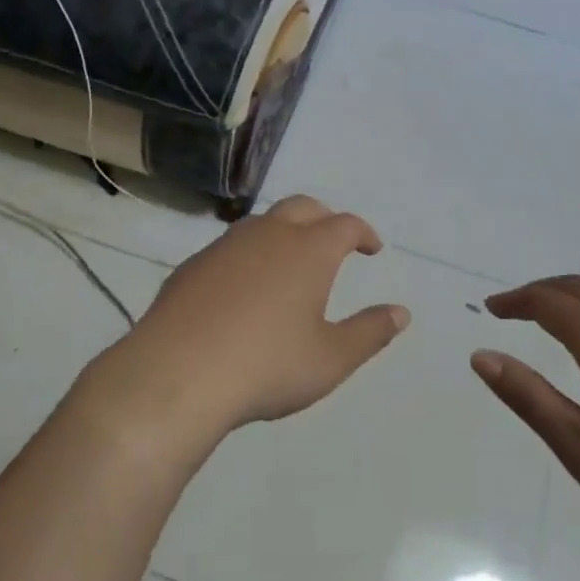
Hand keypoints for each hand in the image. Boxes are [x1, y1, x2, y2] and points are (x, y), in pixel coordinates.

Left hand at [94, 196, 409, 440]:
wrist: (178, 373)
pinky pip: (230, 246)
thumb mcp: (330, 359)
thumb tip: (401, 312)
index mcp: (308, 250)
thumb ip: (369, 332)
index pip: (345, 224)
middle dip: (325, 219)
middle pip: (304, 207)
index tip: (372, 248)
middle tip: (334, 240)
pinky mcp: (192, 264)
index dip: (363, 233)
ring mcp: (226, 245)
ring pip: (263, 221)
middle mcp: (269, 234)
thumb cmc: (267, 365)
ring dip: (284, 231)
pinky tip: (243, 286)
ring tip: (290, 260)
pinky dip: (249, 254)